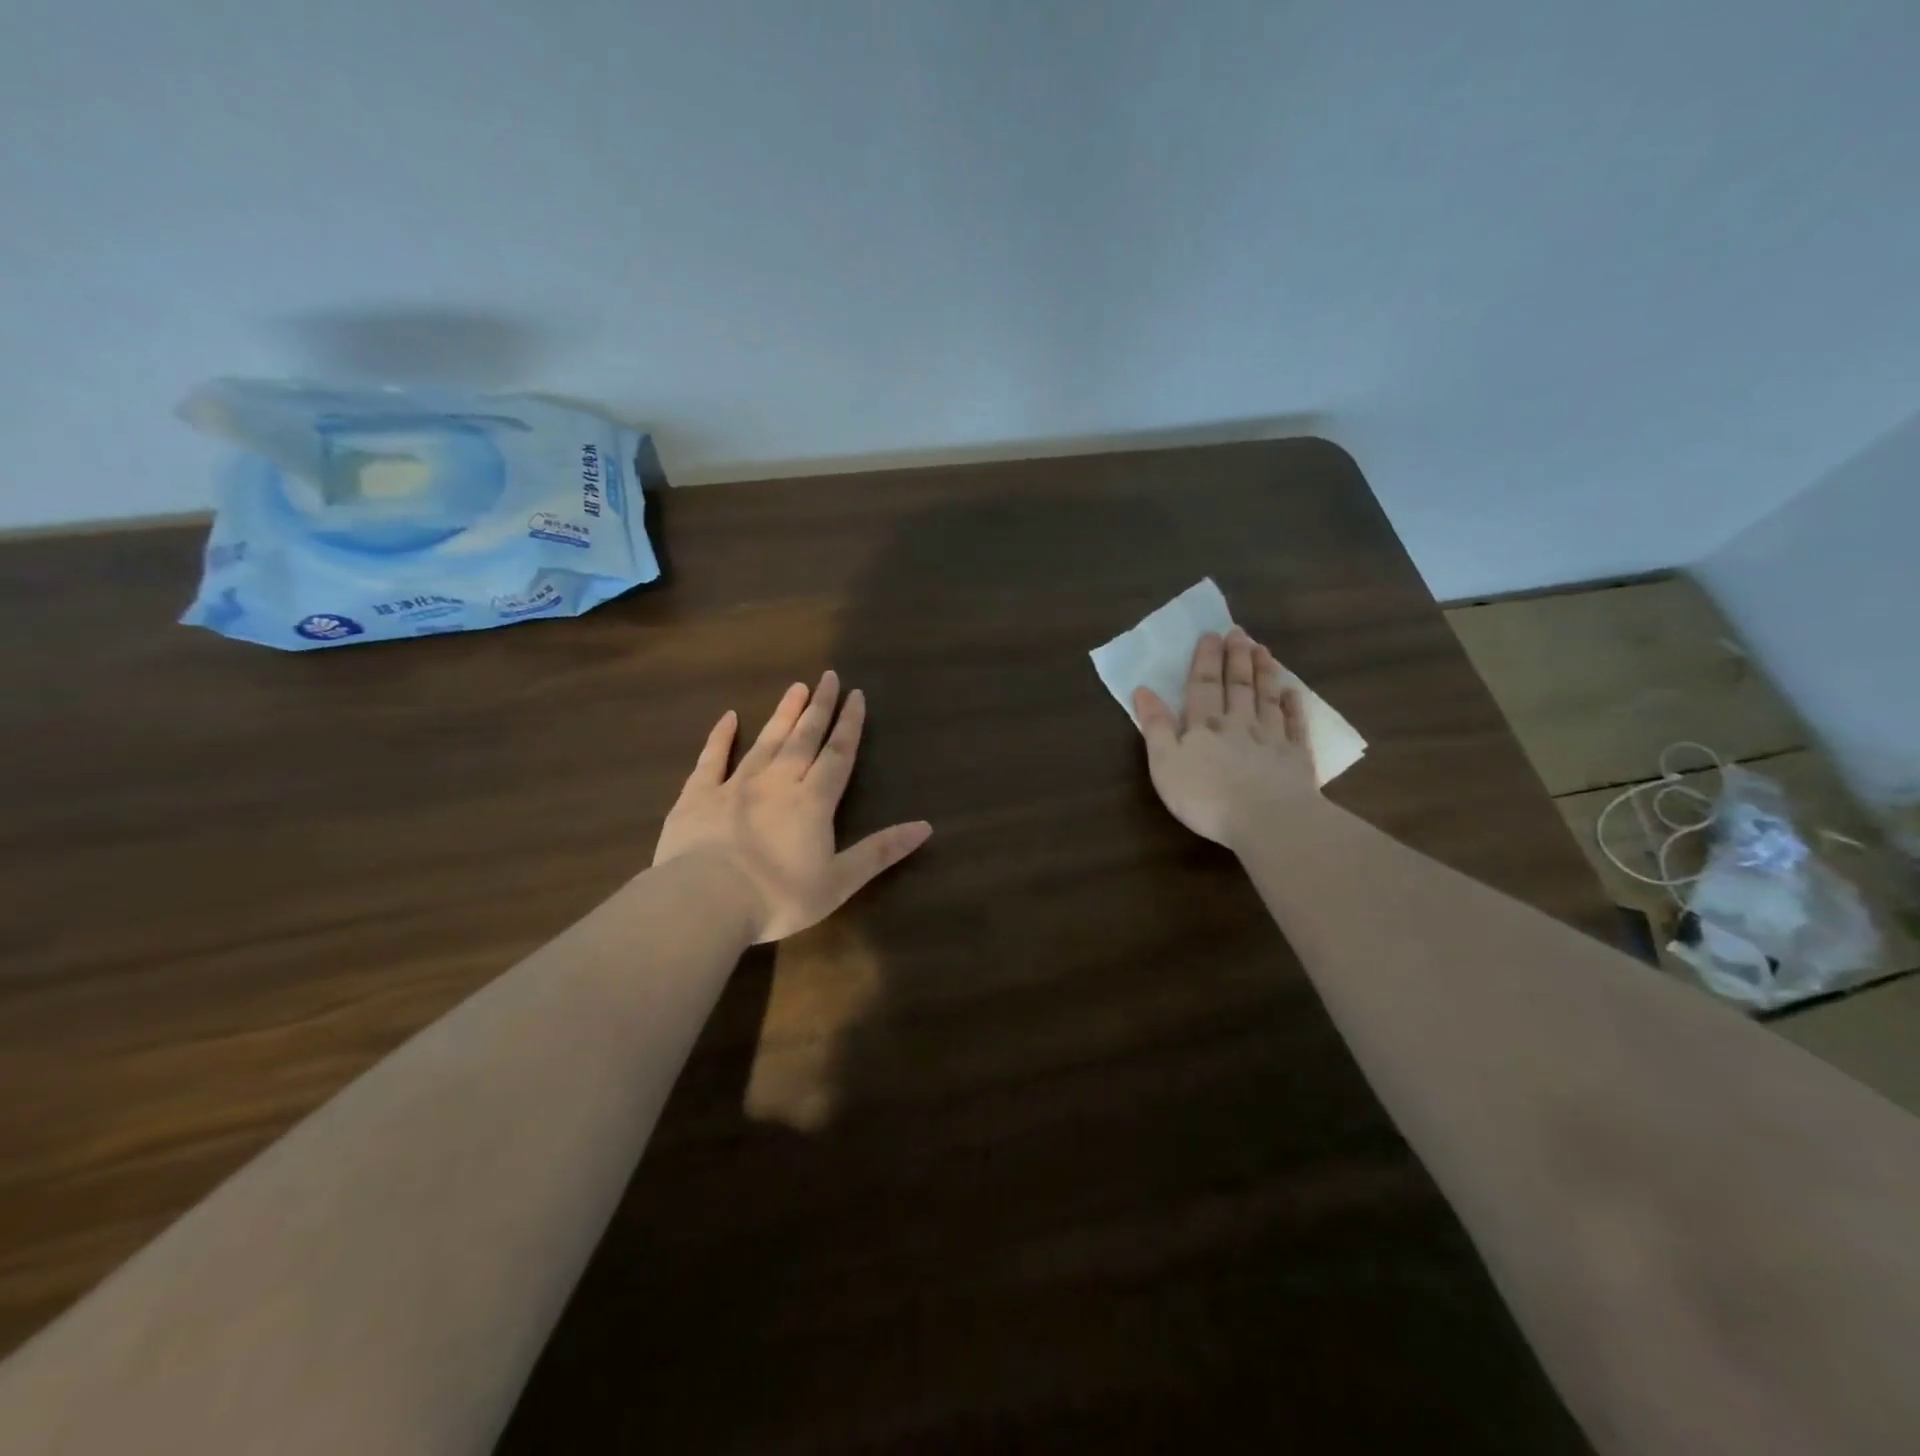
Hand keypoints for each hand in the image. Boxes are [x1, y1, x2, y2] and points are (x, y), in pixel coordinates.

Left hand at [653, 671, 932, 942]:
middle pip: (804, 738)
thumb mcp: (839, 881)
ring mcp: (735, 785)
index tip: (856, 695)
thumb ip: (880, 851)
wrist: (706, 901)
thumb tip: (925, 826)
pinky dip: (720, 737)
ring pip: (765, 741)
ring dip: (783, 714)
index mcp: (812, 802)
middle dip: (819, 707)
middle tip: (828, 677)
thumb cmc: (778, 897)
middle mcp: (777, 782)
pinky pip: (711, 759)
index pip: (838, 754)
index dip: (849, 725)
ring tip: (796, 687)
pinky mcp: (698, 795)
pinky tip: (729, 717)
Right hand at [1133, 627, 1318, 850]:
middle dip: (1236, 657)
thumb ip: (1154, 726)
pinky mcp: (1296, 757)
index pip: (1203, 686)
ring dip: (1264, 672)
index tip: (1211, 634)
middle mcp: (1238, 723)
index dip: (1205, 660)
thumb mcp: (1164, 764)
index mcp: (1203, 725)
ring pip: (1266, 698)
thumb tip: (1143, 690)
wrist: (1265, 819)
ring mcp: (1271, 738)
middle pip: (1237, 685)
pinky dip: (1293, 706)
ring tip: (1263, 650)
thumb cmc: (1205, 796)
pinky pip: (1295, 725)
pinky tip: (1293, 693)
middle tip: (1239, 632)